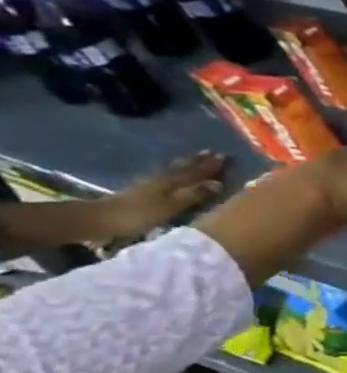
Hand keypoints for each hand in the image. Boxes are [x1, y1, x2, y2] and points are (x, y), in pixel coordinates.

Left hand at [93, 153, 227, 240]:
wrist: (96, 219)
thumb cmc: (138, 215)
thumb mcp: (171, 207)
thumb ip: (193, 195)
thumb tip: (218, 183)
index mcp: (171, 183)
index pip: (195, 172)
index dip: (209, 165)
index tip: (223, 156)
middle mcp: (161, 180)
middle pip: (182, 169)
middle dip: (196, 162)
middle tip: (209, 153)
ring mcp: (147, 185)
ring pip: (170, 171)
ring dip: (182, 165)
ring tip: (190, 159)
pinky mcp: (137, 192)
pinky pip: (160, 177)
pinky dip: (168, 173)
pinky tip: (167, 173)